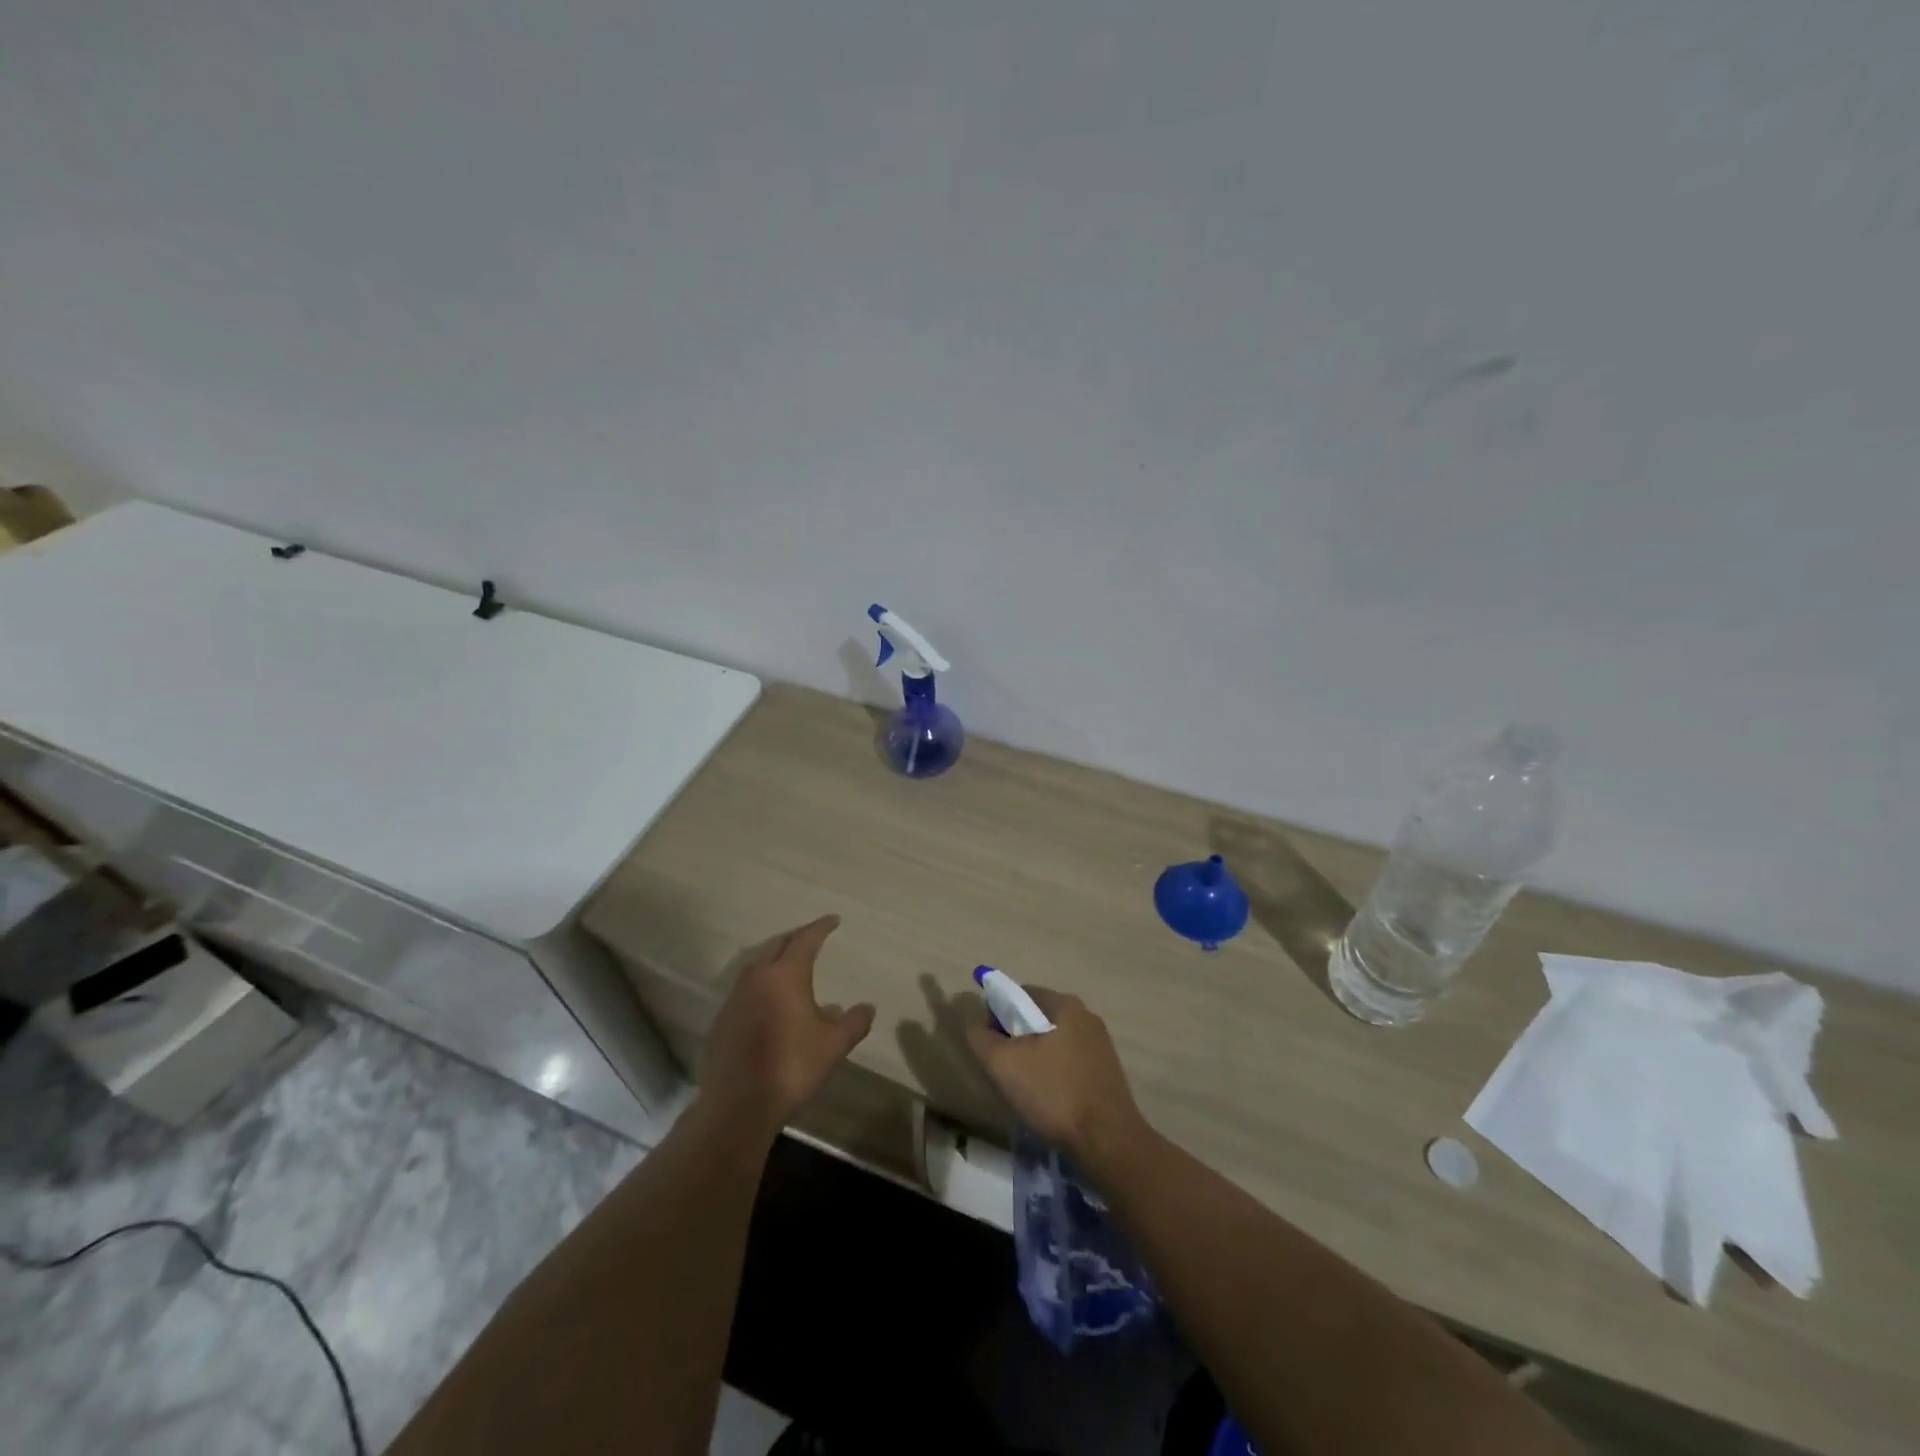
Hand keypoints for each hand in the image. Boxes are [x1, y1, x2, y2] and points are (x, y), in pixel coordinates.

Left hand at [699, 915, 875, 1135]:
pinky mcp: (721, 1021)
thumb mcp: (834, 1045)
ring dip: (774, 960)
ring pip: (756, 967)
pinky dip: (760, 987)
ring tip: (789, 967)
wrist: (738, 1105)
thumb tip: (867, 1007)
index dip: (821, 927)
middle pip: (777, 946)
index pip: (805, 940)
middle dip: (796, 938)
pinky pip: (744, 991)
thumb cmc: (792, 1066)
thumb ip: (853, 1022)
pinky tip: (769, 1004)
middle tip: (811, 938)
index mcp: (785, 975)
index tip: (833, 920)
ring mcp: (734, 999)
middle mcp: (757, 978)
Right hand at [964, 987, 1147, 1167]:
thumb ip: (981, 1037)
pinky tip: (1050, 1101)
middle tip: (1004, 1071)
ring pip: (1053, 1043)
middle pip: (1037, 1018)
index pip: (1020, 994)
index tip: (990, 1046)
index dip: (997, 1015)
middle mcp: (1086, 1016)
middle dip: (1016, 1040)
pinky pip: (1070, 1063)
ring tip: (1026, 1091)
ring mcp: (1101, 1045)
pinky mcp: (1107, 1072)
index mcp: (1065, 1004)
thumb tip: (973, 1022)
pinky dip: (1054, 1075)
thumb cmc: (1054, 1093)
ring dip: (1035, 1059)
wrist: (1108, 1141)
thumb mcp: (1004, 1064)